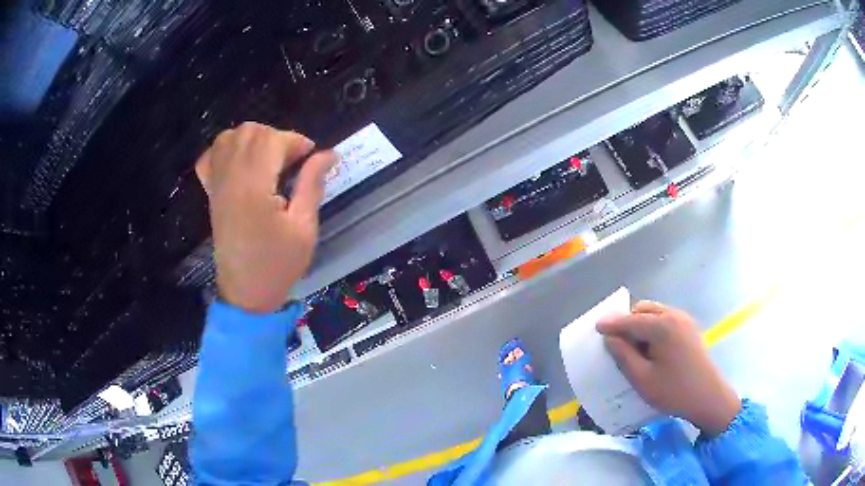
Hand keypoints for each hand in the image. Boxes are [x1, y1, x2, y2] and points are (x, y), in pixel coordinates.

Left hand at [194, 122, 335, 313]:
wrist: (245, 294)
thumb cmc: (278, 265)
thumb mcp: (304, 228)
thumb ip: (312, 185)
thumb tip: (329, 154)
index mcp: (254, 188)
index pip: (271, 141)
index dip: (295, 142)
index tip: (311, 157)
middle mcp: (230, 179)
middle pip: (249, 132)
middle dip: (276, 138)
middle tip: (291, 161)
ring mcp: (217, 185)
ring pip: (229, 137)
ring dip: (253, 139)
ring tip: (269, 159)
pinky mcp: (211, 193)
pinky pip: (210, 157)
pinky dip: (226, 150)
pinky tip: (240, 162)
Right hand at [597, 301, 740, 434]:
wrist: (708, 397)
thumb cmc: (674, 391)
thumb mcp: (643, 379)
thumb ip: (624, 356)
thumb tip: (610, 339)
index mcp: (663, 326)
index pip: (631, 320)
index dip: (612, 323)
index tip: (596, 326)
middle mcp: (674, 315)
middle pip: (644, 309)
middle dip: (628, 322)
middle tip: (617, 343)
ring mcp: (684, 320)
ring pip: (655, 313)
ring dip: (641, 325)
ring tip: (634, 348)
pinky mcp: (690, 328)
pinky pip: (665, 319)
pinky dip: (653, 327)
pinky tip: (652, 348)